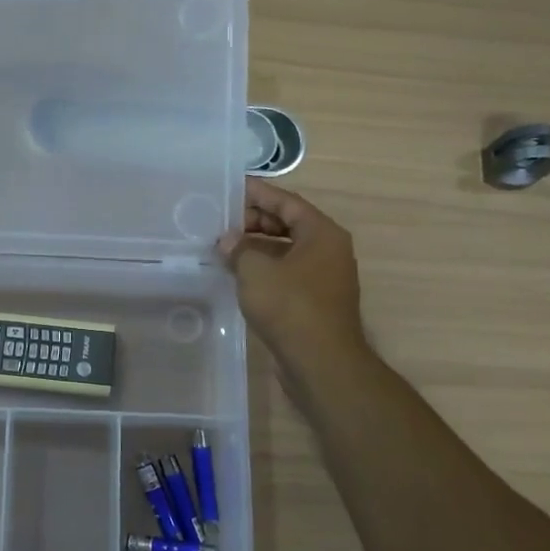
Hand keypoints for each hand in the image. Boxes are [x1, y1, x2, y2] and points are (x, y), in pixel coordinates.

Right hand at [217, 177, 371, 379]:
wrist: (322, 363)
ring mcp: (324, 278)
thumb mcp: (256, 271)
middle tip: (221, 222)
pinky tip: (238, 275)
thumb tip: (228, 241)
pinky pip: (286, 274)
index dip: (258, 193)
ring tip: (223, 247)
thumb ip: (238, 249)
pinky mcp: (314, 302)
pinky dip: (264, 269)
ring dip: (256, 247)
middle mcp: (328, 250)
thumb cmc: (291, 307)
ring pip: (286, 251)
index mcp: (322, 233)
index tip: (231, 188)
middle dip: (254, 221)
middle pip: (288, 224)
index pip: (286, 202)